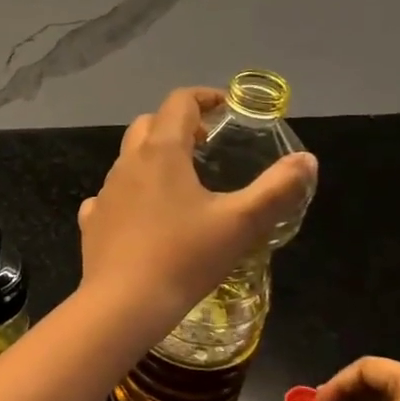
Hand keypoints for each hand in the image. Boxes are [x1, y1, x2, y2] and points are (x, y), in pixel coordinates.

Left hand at [76, 86, 316, 346]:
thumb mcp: (241, 223)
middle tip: (206, 144)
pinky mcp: (93, 220)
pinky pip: (111, 194)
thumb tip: (306, 160)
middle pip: (149, 124)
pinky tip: (145, 216)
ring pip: (129, 158)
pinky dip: (130, 193)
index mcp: (162, 152)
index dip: (204, 97)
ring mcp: (106, 191)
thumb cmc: (185, 257)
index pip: (179, 102)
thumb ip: (277, 189)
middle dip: (178, 124)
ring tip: (182, 182)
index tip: (225, 108)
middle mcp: (128, 163)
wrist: (124, 302)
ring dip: (154, 157)